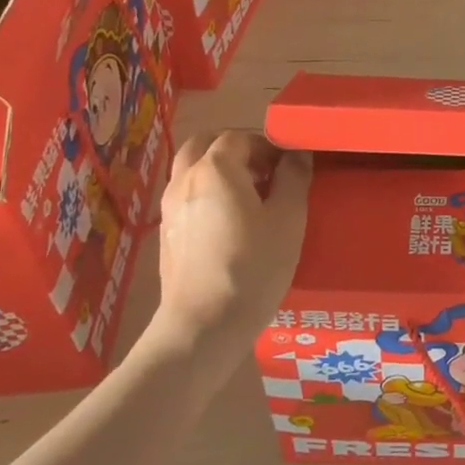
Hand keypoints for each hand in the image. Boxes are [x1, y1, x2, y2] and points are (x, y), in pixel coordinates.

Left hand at [151, 130, 310, 350]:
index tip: (290, 163)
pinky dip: (207, 191)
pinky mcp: (167, 235)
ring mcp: (170, 208)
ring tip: (251, 193)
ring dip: (219, 167)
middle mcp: (185, 180)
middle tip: (266, 168)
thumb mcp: (289, 218)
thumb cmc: (253, 266)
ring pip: (191, 169)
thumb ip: (294, 177)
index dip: (268, 143)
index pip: (240, 136)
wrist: (203, 327)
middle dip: (236, 147)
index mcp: (214, 168)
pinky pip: (187, 195)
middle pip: (205, 144)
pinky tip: (231, 220)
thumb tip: (297, 153)